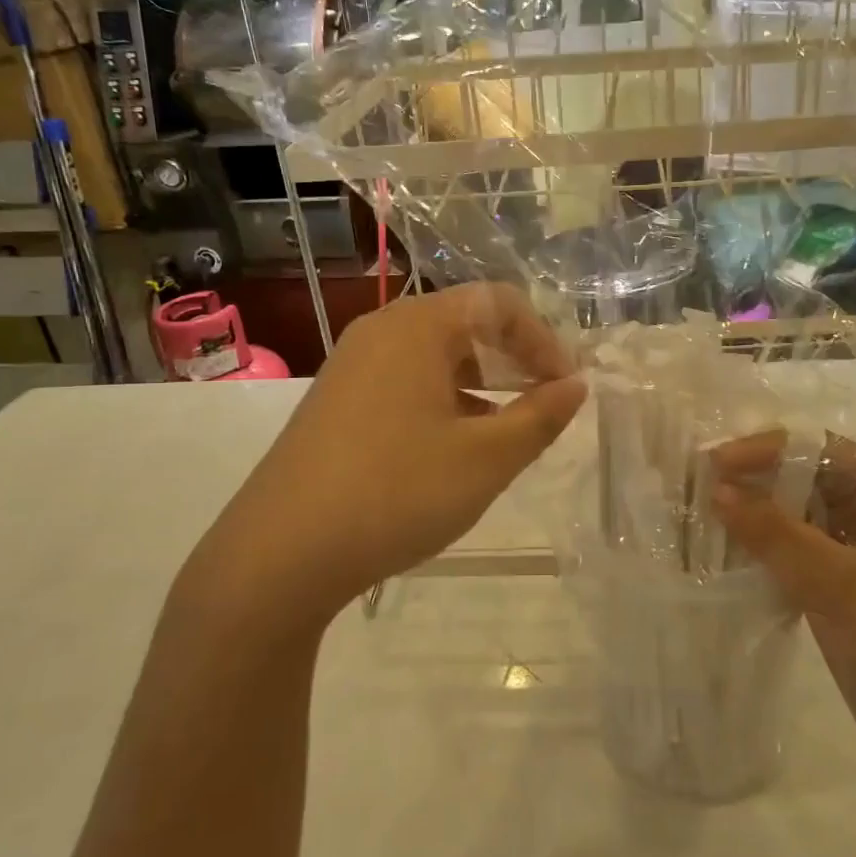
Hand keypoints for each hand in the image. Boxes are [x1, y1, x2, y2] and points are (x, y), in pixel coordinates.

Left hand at [211, 284, 585, 632]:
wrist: (279, 554)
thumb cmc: (395, 493)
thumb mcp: (485, 459)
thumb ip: (540, 417)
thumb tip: (576, 385)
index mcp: (417, 327)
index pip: (498, 302)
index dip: (543, 340)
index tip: (565, 388)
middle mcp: (380, 332)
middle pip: (465, 323)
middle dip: (513, 359)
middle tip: (543, 405)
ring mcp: (351, 366)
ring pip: (434, 357)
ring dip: (480, 384)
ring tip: (506, 431)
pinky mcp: (335, 402)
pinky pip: (405, 383)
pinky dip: (444, 402)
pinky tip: (455, 449)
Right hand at [711, 434, 855, 777]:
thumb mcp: (842, 583)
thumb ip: (777, 535)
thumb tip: (717, 491)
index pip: (817, 449)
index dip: (764, 448)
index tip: (713, 462)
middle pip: (799, 476)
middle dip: (750, 478)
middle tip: (694, 482)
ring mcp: (846, 548)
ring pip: (788, 513)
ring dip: (748, 512)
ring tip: (696, 509)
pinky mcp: (829, 583)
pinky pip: (784, 550)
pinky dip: (754, 547)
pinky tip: (717, 548)